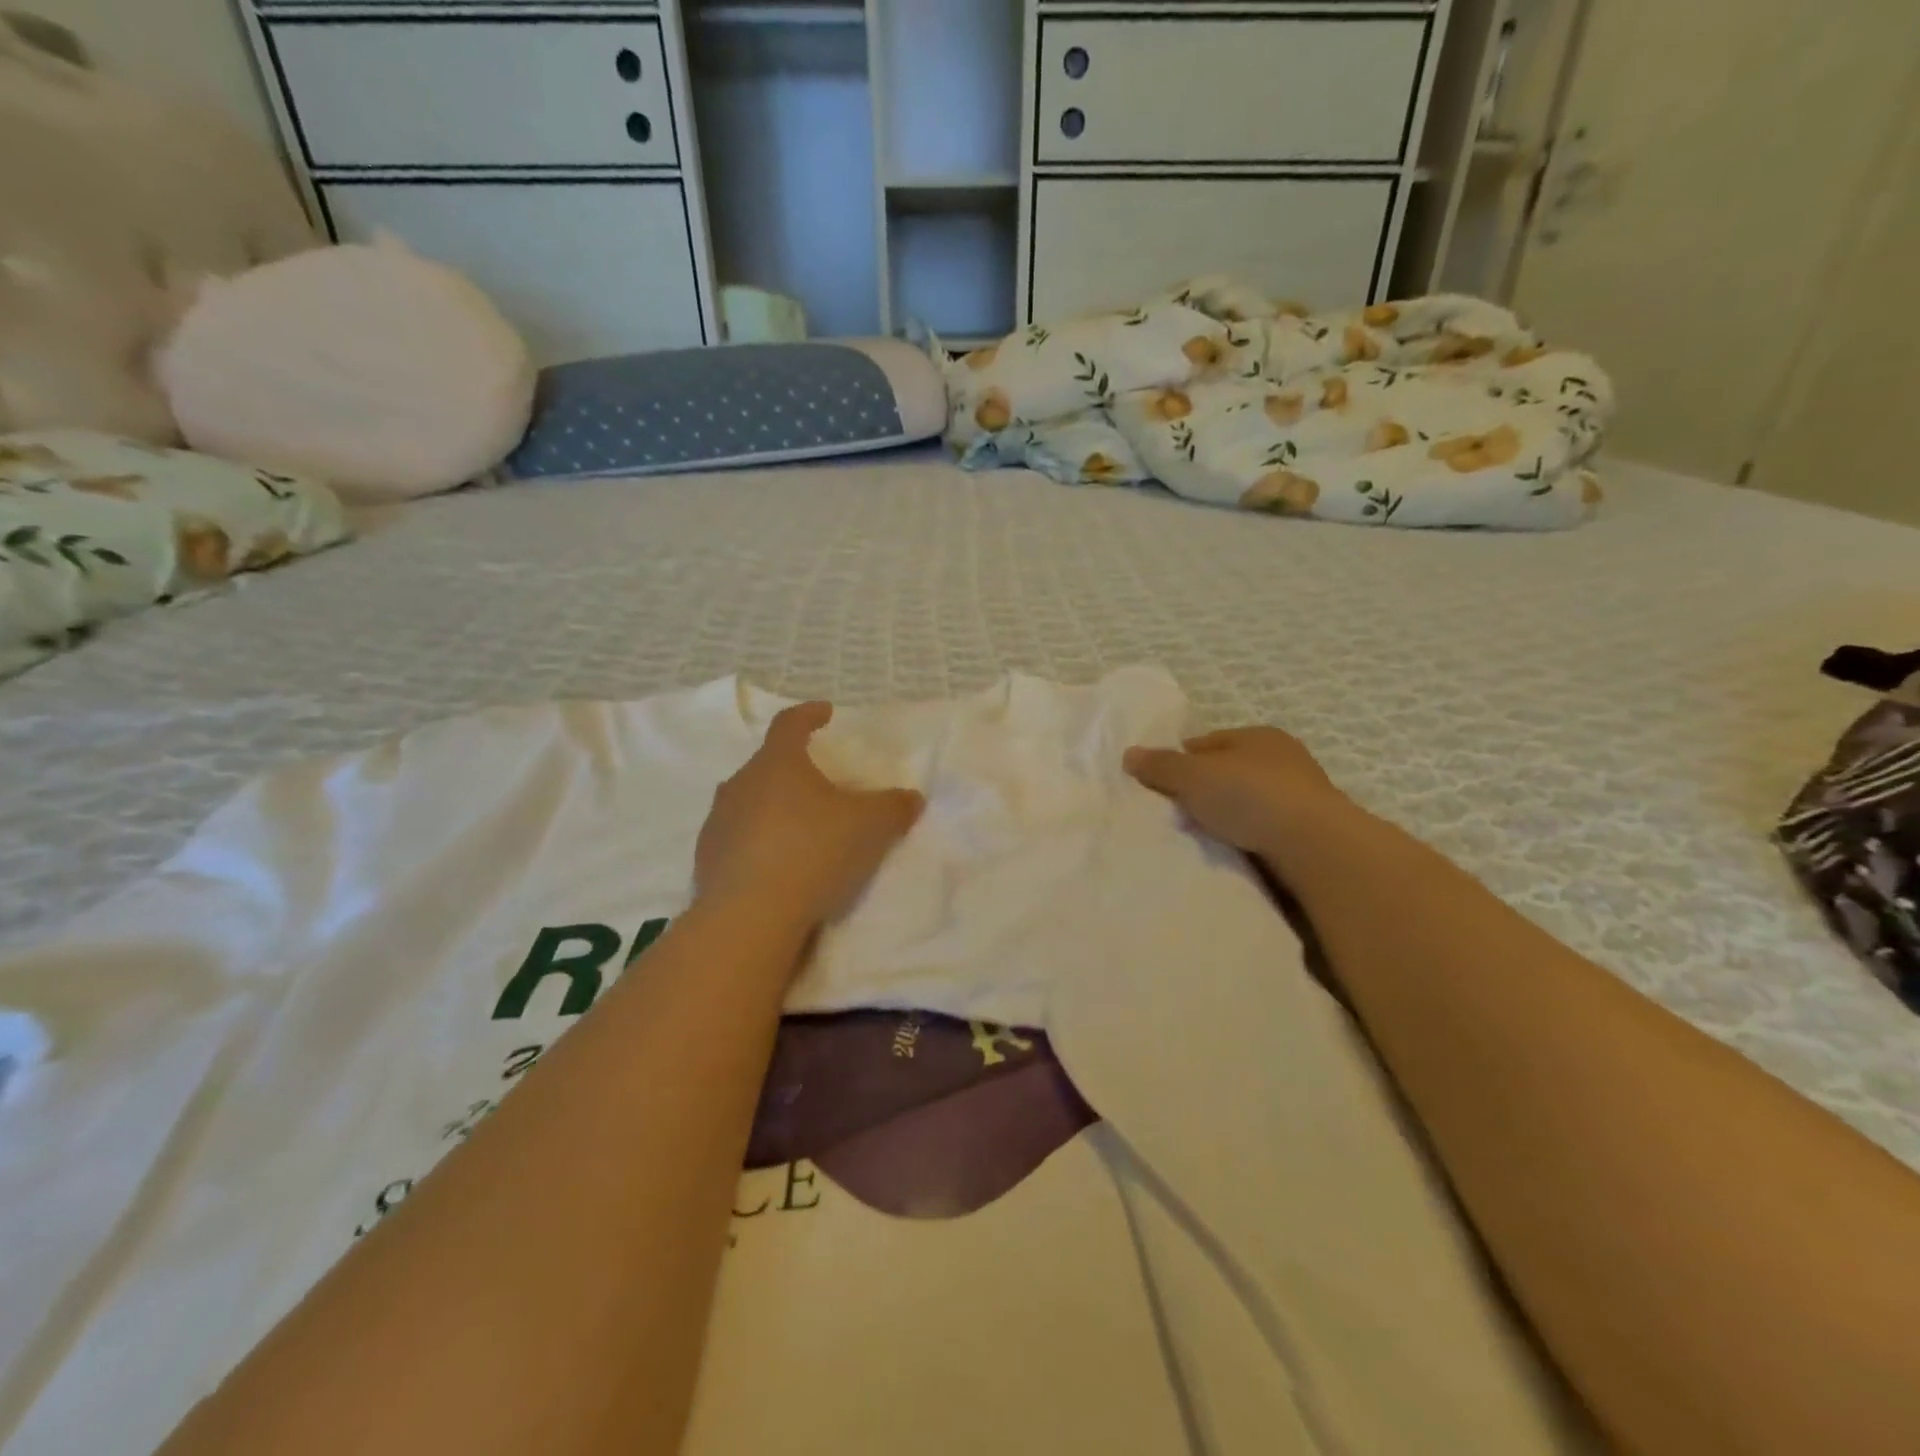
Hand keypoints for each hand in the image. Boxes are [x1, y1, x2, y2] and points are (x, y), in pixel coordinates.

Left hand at [697, 702, 924, 933]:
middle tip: (818, 783)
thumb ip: (893, 807)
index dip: (809, 715)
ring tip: (797, 827)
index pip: (790, 724)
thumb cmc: (813, 851)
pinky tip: (777, 866)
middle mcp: (740, 784)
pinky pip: (736, 840)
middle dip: (792, 769)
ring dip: (771, 808)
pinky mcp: (706, 861)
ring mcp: (718, 822)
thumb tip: (912, 798)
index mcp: (777, 763)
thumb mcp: (870, 827)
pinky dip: (757, 844)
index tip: (825, 713)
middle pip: (766, 765)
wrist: (750, 915)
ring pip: (747, 803)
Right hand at [1124, 726, 1351, 858]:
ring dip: (1225, 816)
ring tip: (1199, 837)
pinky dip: (1246, 836)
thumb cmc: (1249, 796)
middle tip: (1176, 814)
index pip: (1206, 743)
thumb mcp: (1193, 776)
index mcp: (1257, 735)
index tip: (1158, 786)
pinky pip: (1263, 828)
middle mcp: (1283, 758)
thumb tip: (1129, 754)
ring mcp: (1300, 795)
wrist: (1314, 845)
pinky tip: (1230, 851)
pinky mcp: (1309, 830)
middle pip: (1227, 772)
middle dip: (1202, 790)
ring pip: (1246, 801)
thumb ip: (1160, 765)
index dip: (1179, 761)